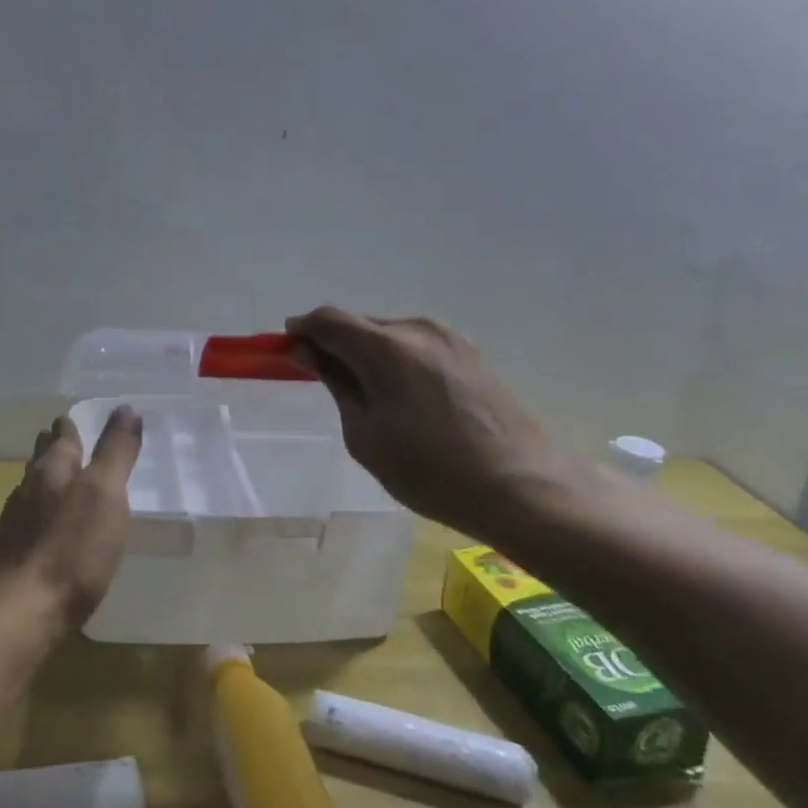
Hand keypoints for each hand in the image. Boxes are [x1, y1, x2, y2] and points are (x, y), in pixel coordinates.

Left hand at [0, 407, 143, 632]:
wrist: (22, 612)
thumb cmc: (73, 549)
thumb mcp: (106, 494)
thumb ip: (116, 452)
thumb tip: (126, 408)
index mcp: (53, 469)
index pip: (62, 437)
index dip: (70, 427)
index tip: (74, 418)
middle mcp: (29, 488)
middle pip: (41, 460)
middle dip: (53, 448)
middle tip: (66, 440)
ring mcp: (15, 522)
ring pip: (31, 488)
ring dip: (45, 480)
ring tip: (59, 480)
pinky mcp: (11, 554)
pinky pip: (27, 520)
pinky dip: (40, 513)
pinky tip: (46, 527)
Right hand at [286, 308, 558, 536]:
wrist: (520, 487)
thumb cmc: (430, 471)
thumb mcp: (365, 435)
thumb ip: (335, 383)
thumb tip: (308, 351)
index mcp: (386, 347)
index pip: (328, 319)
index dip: (302, 329)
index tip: (287, 350)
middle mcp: (417, 329)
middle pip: (360, 323)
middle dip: (334, 342)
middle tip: (322, 377)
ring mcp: (449, 337)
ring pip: (389, 333)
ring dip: (366, 351)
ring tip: (364, 393)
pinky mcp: (470, 352)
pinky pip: (416, 345)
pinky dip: (395, 358)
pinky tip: (400, 394)